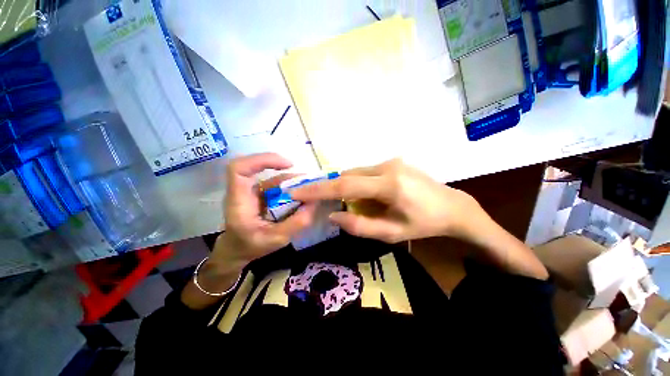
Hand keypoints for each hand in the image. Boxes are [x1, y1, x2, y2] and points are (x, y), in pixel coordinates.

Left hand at [214, 153, 315, 267]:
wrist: (237, 250)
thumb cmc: (251, 246)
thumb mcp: (276, 239)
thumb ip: (296, 222)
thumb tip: (314, 203)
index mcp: (240, 201)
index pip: (239, 169)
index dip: (262, 160)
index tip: (287, 165)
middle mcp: (244, 191)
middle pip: (257, 167)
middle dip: (283, 169)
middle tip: (306, 179)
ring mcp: (253, 191)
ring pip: (271, 176)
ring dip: (291, 180)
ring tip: (309, 188)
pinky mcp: (261, 194)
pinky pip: (276, 185)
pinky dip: (290, 187)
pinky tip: (302, 194)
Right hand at [291, 159, 486, 242]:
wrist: (452, 206)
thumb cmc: (424, 224)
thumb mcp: (392, 233)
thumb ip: (360, 226)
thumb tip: (333, 215)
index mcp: (389, 186)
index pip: (345, 186)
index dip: (319, 190)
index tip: (298, 191)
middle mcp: (387, 167)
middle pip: (347, 176)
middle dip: (329, 188)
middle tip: (314, 199)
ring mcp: (391, 161)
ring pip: (355, 173)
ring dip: (346, 187)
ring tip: (350, 204)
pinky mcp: (392, 162)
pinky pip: (365, 172)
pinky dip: (357, 184)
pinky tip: (364, 196)